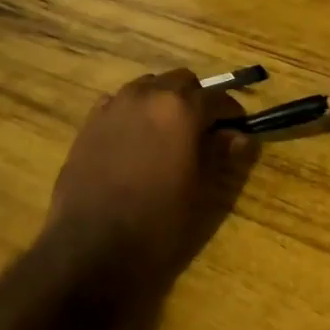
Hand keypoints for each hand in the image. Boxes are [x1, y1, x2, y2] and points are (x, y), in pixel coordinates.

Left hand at [46, 69, 251, 274]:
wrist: (91, 247)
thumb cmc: (157, 223)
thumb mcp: (201, 192)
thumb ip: (221, 155)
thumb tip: (240, 136)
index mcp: (180, 109)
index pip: (217, 98)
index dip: (232, 114)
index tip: (239, 131)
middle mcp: (146, 95)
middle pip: (181, 82)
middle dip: (197, 100)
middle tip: (205, 131)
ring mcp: (113, 106)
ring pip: (148, 87)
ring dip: (164, 102)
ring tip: (169, 135)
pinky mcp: (89, 123)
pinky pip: (119, 104)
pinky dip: (135, 113)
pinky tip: (136, 141)